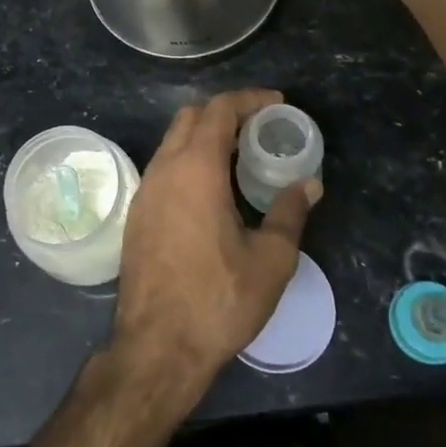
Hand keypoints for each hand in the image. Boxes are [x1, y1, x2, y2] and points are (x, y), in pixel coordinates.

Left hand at [111, 89, 320, 394]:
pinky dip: (189, 159)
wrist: (157, 347)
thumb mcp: (270, 260)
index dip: (250, 99)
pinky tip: (212, 188)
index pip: (219, 110)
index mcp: (196, 169)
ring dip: (205, 135)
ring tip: (240, 155)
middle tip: (260, 127)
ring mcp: (145, 190)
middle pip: (192, 117)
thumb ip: (289, 213)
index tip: (277, 103)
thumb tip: (308, 184)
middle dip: (226, 111)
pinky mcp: (137, 213)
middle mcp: (164, 169)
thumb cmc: (218, 301)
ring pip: (173, 140)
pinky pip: (164, 166)